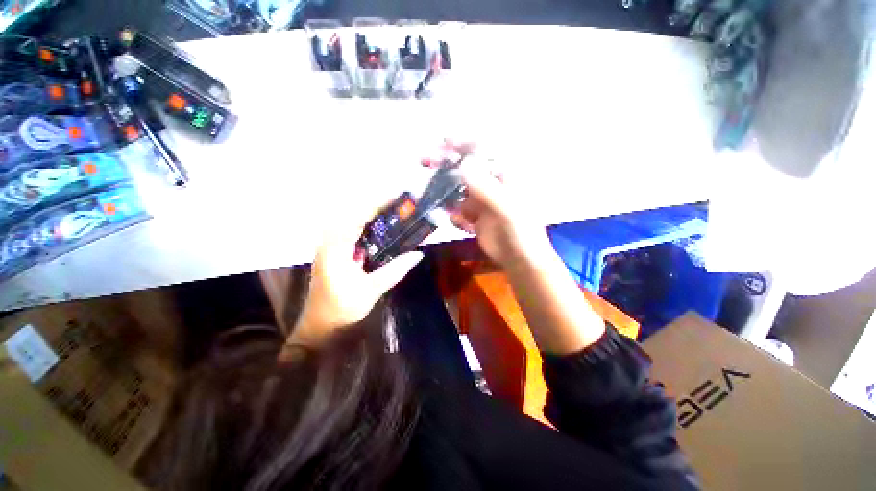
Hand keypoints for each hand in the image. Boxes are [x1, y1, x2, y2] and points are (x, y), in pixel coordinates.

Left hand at [285, 205, 423, 350]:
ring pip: (352, 221)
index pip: (357, 216)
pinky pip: (351, 231)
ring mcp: (330, 246)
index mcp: (336, 248)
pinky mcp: (334, 252)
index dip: (378, 204)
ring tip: (394, 212)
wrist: (320, 326)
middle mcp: (330, 241)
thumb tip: (418, 254)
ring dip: (372, 214)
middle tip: (400, 204)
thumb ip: (395, 270)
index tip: (397, 197)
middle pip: (354, 214)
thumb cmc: (342, 309)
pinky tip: (381, 229)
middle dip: (377, 206)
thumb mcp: (371, 290)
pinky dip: (367, 226)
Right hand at [440, 143, 553, 267]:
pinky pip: (458, 210)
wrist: (519, 258)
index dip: (463, 144)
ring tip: (430, 197)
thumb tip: (463, 165)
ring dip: (445, 193)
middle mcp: (491, 183)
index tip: (443, 142)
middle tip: (425, 160)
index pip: (482, 152)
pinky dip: (455, 216)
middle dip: (446, 163)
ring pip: (458, 190)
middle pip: (465, 167)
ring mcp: (481, 200)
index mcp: (504, 174)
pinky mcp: (474, 215)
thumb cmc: (520, 231)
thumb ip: (485, 187)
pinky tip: (463, 224)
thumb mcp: (506, 208)